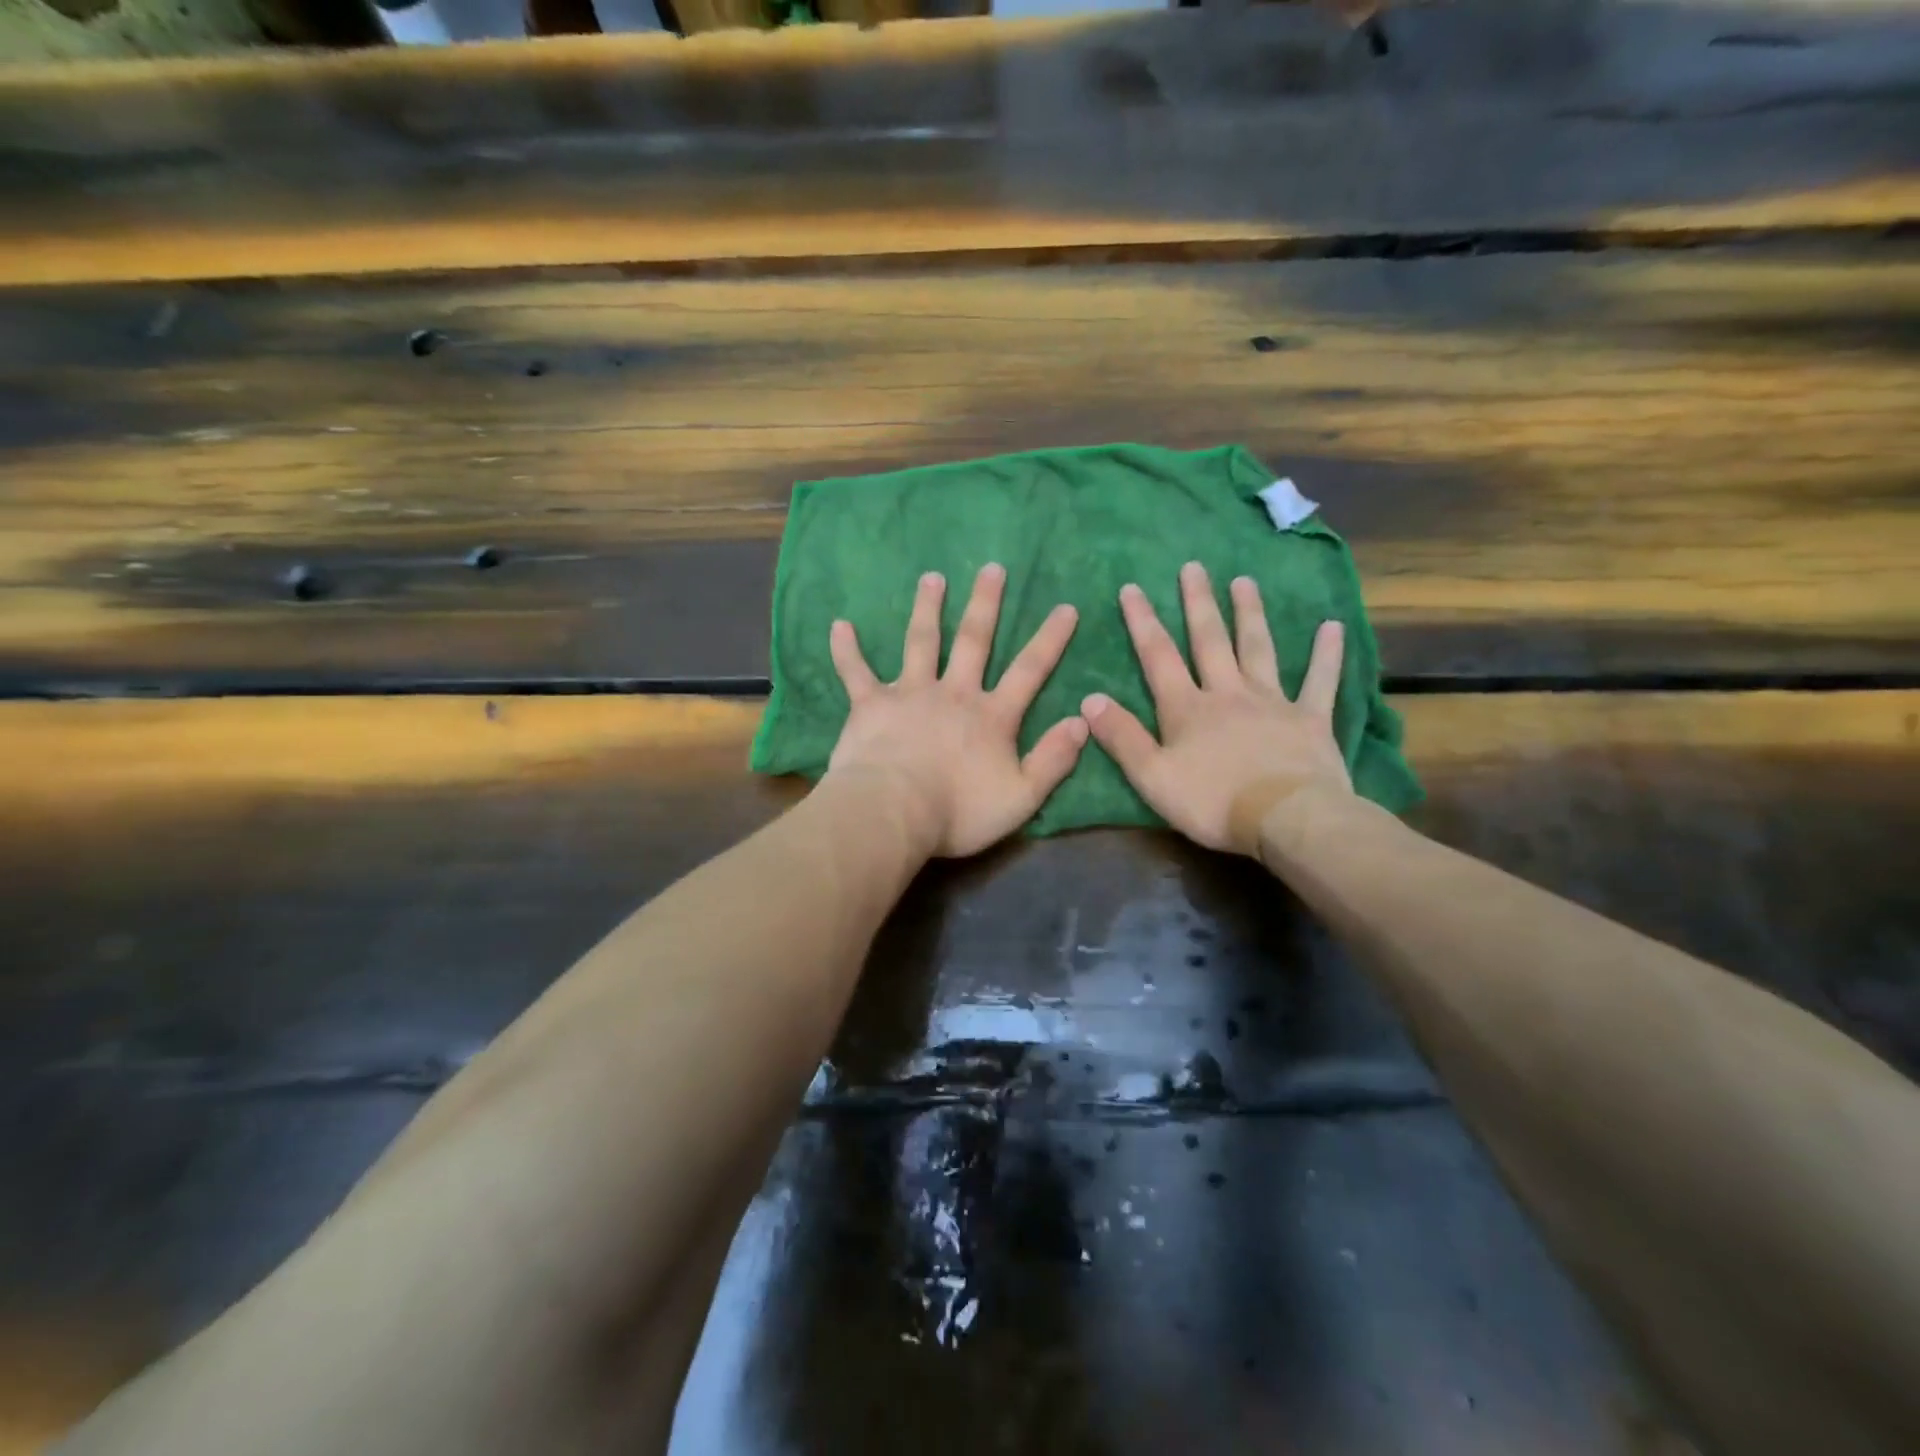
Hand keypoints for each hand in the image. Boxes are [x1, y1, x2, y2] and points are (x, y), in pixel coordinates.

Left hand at [825, 564, 1087, 857]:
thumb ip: (1054, 759)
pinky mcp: (870, 704)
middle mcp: (953, 693)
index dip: (1050, 639)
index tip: (1066, 606)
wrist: (893, 813)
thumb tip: (1083, 721)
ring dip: (927, 608)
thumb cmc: (958, 811)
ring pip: (921, 642)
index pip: (1029, 670)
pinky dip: (847, 650)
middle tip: (992, 568)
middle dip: (985, 604)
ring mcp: (910, 694)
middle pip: (974, 641)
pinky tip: (839, 625)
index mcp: (991, 716)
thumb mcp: (1022, 796)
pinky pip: (856, 672)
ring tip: (931, 577)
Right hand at [1081, 562, 1351, 854]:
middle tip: (1194, 566)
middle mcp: (1228, 693)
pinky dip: (1327, 654)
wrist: (1286, 819)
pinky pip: (1320, 681)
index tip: (1132, 588)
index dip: (1142, 622)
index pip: (1158, 657)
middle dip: (1198, 603)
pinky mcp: (1310, 719)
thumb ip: (1122, 737)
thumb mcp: (1152, 776)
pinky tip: (1332, 626)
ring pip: (1258, 649)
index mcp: (1187, 709)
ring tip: (1244, 581)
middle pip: (1210, 641)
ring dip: (1250, 614)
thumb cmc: (1212, 802)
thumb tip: (1089, 699)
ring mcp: (1272, 702)